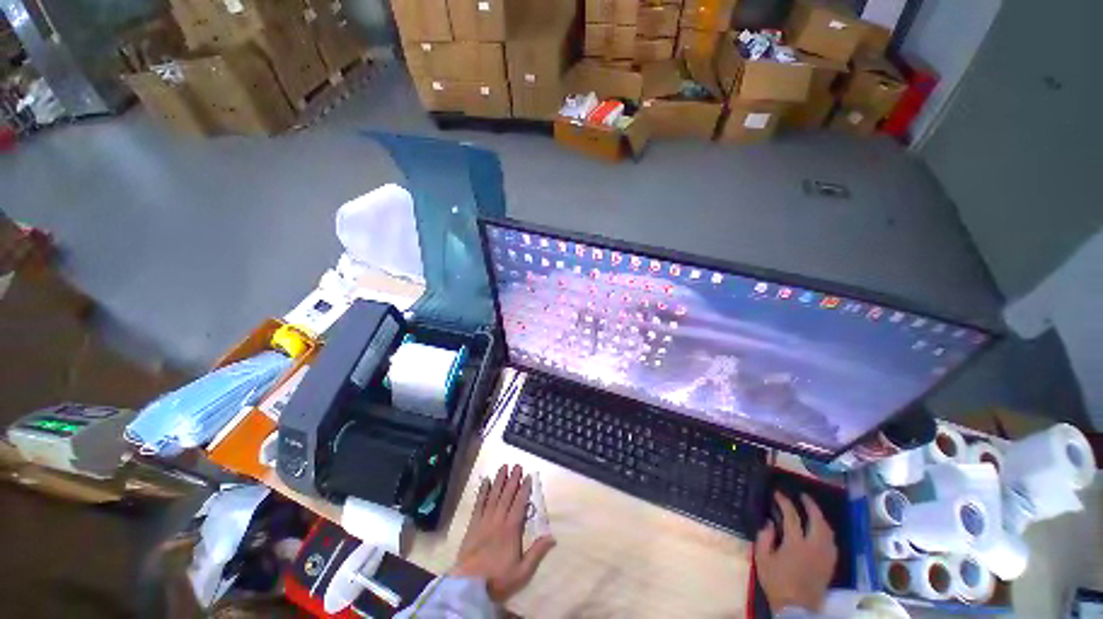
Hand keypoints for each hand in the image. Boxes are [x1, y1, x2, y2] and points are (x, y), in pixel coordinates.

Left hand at [452, 464, 555, 601]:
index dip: (524, 489)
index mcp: (511, 530)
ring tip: (503, 467)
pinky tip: (485, 481)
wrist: (469, 587)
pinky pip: (478, 504)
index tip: (528, 476)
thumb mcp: (522, 571)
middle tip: (517, 465)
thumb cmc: (498, 579)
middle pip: (506, 495)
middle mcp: (498, 520)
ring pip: (493, 496)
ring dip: (499, 480)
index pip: (519, 504)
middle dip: (513, 479)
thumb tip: (553, 536)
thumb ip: (537, 552)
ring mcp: (484, 521)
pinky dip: (482, 492)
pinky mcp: (472, 525)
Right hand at [754, 492, 836, 612]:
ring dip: (820, 517)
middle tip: (802, 496)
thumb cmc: (777, 582)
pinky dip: (826, 531)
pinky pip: (832, 542)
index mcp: (796, 544)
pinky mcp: (830, 564)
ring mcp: (825, 556)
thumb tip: (769, 522)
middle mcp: (814, 547)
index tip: (778, 494)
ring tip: (812, 510)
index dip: (784, 502)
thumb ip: (764, 538)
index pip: (792, 516)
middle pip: (817, 520)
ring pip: (828, 531)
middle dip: (811, 505)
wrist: (796, 608)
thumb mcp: (762, 559)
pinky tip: (820, 530)